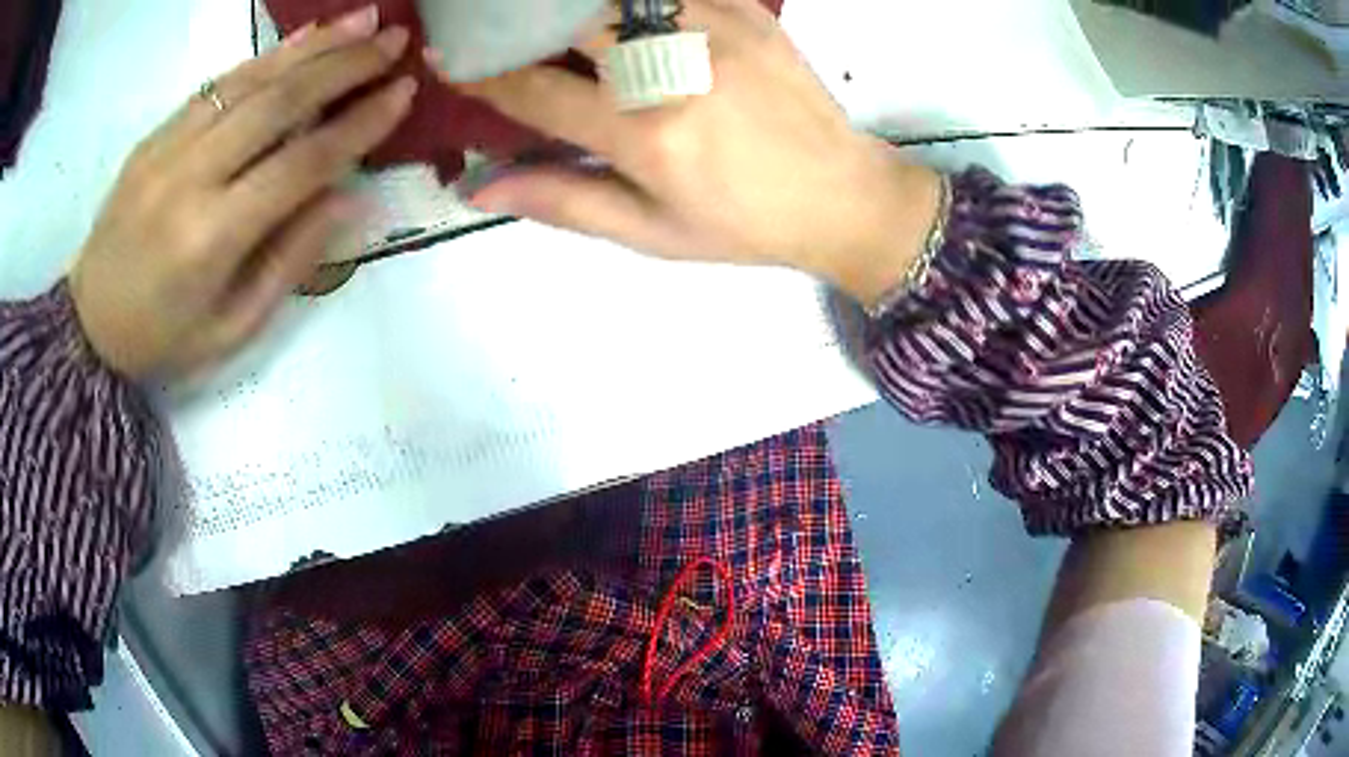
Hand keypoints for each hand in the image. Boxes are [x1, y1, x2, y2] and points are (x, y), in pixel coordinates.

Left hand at [70, 5, 416, 380]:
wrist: (88, 329)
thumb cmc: (162, 341)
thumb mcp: (231, 331)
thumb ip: (289, 263)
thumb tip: (349, 198)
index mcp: (212, 239)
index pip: (300, 165)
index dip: (358, 124)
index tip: (404, 91)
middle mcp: (191, 178)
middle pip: (278, 104)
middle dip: (345, 65)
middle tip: (395, 39)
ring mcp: (168, 149)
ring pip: (250, 80)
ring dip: (313, 45)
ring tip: (364, 19)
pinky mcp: (155, 135)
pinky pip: (216, 84)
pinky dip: (265, 56)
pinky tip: (302, 37)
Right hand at [448, 0, 941, 306]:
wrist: (841, 195)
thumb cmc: (743, 225)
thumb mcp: (650, 232)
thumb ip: (563, 200)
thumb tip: (479, 188)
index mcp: (644, 134)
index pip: (534, 90)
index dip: (482, 75)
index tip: (449, 60)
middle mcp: (672, 71)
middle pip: (570, 23)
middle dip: (517, 23)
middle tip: (492, 26)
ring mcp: (714, 31)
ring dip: (573, 8)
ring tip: (550, 21)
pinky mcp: (747, 11)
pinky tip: (618, 14)